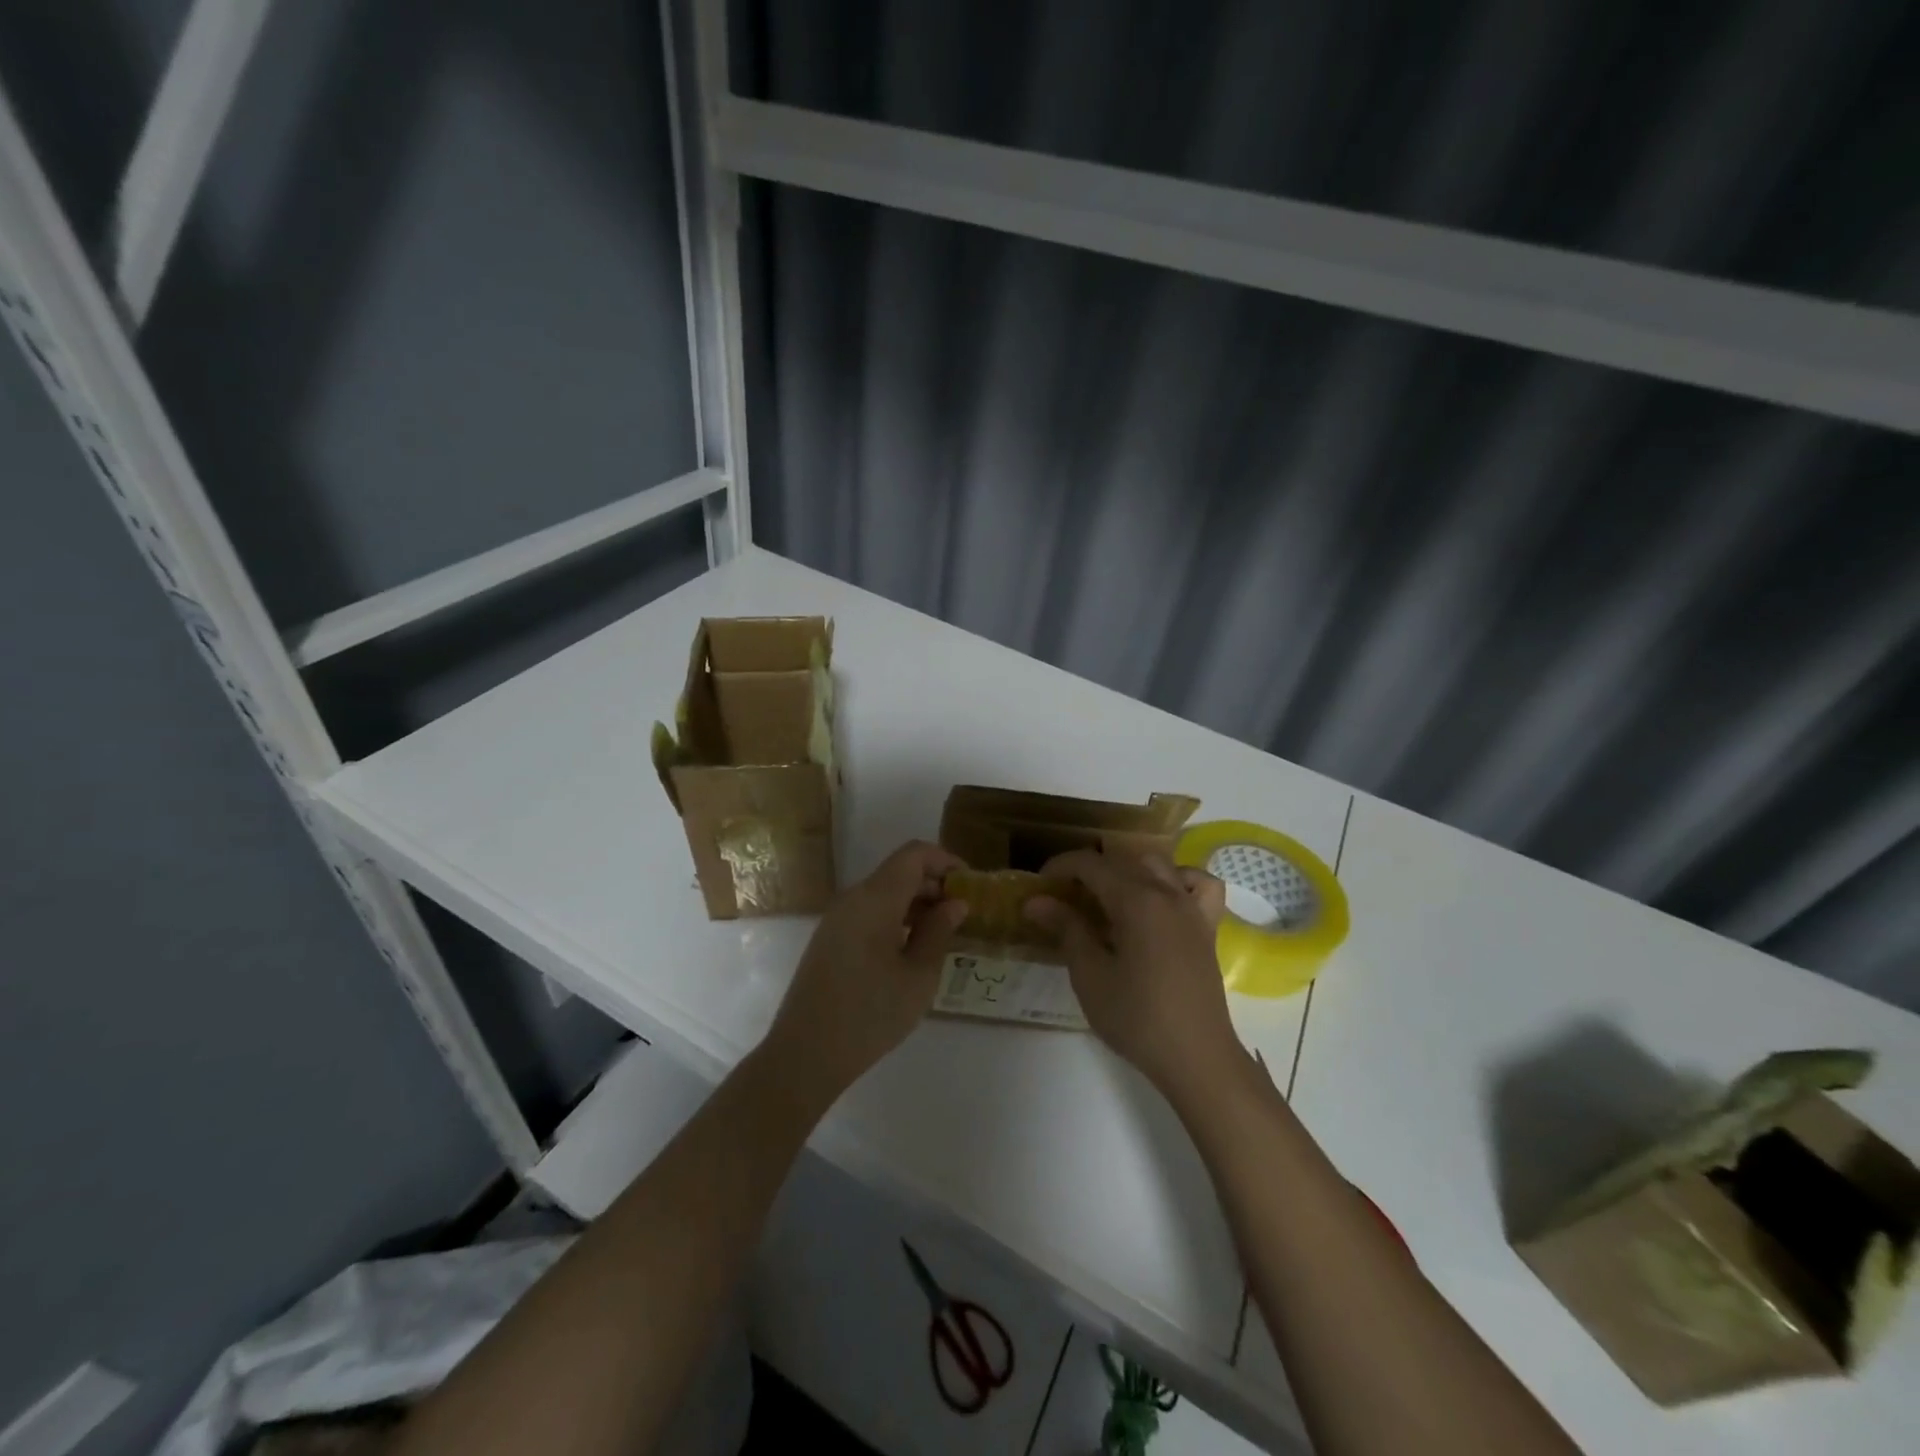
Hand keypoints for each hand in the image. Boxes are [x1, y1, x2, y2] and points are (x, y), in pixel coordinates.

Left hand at [761, 840, 967, 1102]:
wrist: (805, 1054)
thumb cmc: (871, 1014)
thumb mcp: (918, 976)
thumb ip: (939, 932)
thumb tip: (954, 903)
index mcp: (875, 898)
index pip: (914, 854)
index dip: (945, 860)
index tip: (970, 885)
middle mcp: (853, 898)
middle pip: (898, 871)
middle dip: (933, 884)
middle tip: (963, 914)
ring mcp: (837, 918)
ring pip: (883, 892)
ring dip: (915, 903)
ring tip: (943, 934)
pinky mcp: (829, 939)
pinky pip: (868, 912)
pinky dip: (895, 917)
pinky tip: (911, 950)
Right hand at [1025, 849, 1241, 1102]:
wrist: (1196, 1057)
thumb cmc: (1137, 1017)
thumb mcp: (1090, 975)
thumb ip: (1066, 929)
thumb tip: (1036, 901)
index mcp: (1136, 900)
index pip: (1091, 864)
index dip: (1061, 867)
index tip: (1040, 885)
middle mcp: (1166, 892)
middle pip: (1122, 861)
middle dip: (1089, 870)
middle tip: (1063, 897)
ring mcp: (1191, 908)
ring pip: (1158, 865)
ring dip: (1128, 870)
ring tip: (1108, 897)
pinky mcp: (1207, 927)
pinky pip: (1199, 885)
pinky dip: (1179, 880)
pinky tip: (1163, 898)